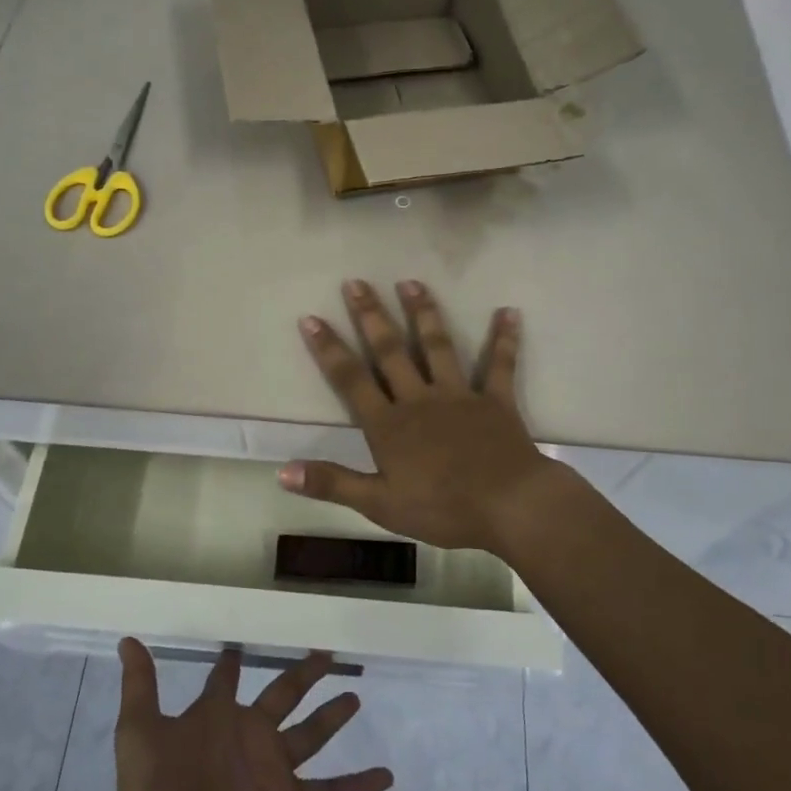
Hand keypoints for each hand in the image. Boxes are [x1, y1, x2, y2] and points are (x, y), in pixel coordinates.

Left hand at [110, 638, 393, 790]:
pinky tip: (386, 775)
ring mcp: (271, 768)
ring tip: (356, 694)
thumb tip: (126, 639)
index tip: (244, 640)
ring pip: (311, 734)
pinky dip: (357, 786)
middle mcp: (249, 734)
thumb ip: (140, 685)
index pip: (227, 679)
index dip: (233, 661)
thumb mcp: (139, 731)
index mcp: (216, 715)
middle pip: (283, 694)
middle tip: (326, 650)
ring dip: (333, 717)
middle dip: (303, 673)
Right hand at [279, 279, 568, 551]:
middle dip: (371, 315)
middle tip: (356, 282)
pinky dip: (504, 338)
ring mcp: (459, 395)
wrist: (509, 506)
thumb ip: (332, 483)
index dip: (329, 349)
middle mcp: (420, 398)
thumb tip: (282, 471)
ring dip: (423, 312)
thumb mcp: (380, 504)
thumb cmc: (442, 509)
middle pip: (390, 351)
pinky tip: (509, 312)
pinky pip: (500, 364)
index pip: (351, 379)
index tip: (311, 317)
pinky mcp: (495, 399)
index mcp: (389, 424)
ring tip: (411, 282)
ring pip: (437, 346)